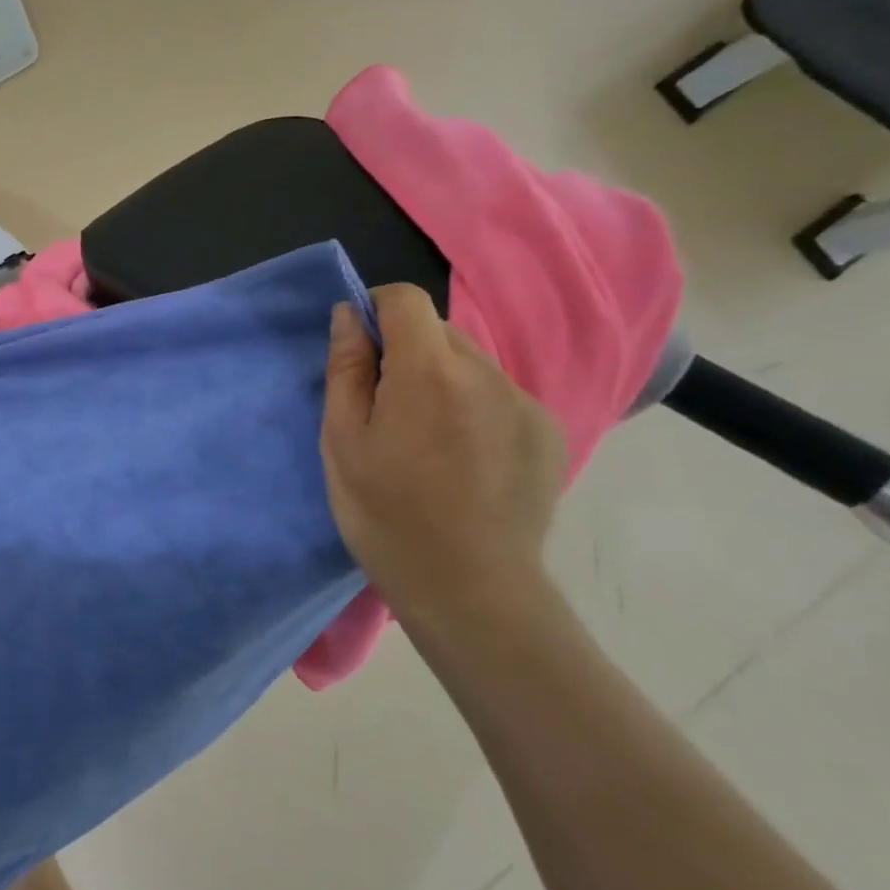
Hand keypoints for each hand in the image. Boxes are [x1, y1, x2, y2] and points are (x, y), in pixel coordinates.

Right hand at [321, 284, 566, 637]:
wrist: (471, 590)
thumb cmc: (386, 514)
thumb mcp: (342, 441)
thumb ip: (347, 368)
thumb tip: (349, 316)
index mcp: (429, 372)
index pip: (406, 299)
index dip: (375, 309)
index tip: (359, 349)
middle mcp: (486, 373)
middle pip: (438, 331)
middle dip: (405, 352)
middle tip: (384, 409)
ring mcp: (525, 403)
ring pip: (469, 364)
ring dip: (439, 380)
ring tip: (424, 441)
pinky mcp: (547, 432)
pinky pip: (497, 395)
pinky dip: (472, 407)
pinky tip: (462, 459)